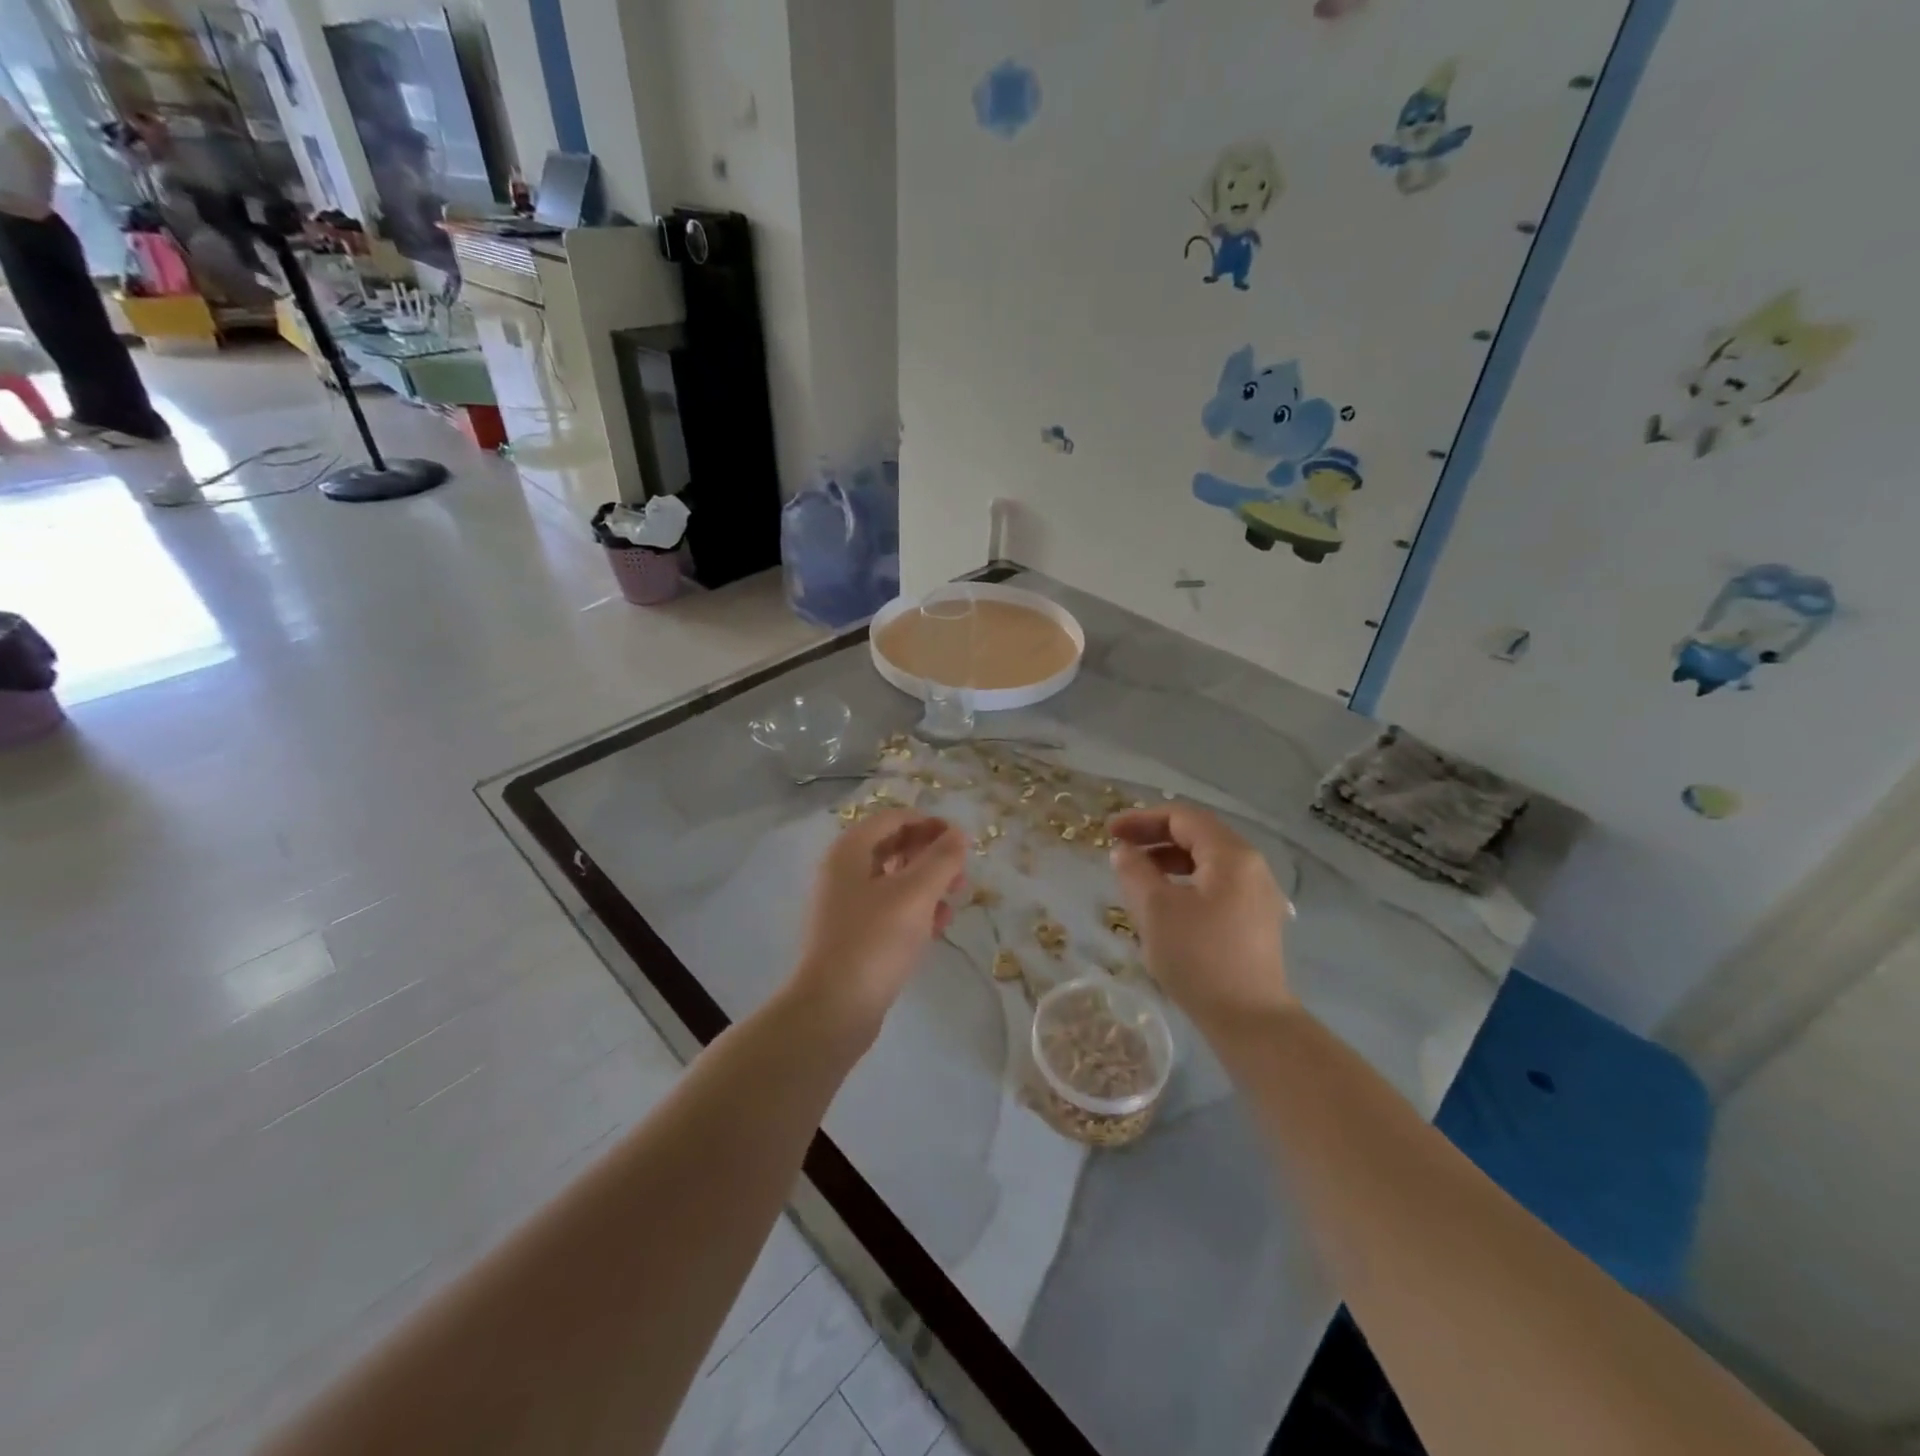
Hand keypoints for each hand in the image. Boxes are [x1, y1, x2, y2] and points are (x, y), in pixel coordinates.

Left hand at [790, 810, 967, 1031]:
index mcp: (849, 851)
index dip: (929, 824)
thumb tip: (958, 834)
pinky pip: (888, 910)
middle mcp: (842, 872)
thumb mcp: (915, 894)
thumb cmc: (874, 941)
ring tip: (952, 905)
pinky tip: (935, 929)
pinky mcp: (852, 935)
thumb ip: (941, 859)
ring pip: (894, 881)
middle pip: (893, 847)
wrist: (833, 1010)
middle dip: (930, 857)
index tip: (960, 841)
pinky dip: (913, 911)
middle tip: (961, 876)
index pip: (893, 819)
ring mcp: (845, 905)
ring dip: (927, 886)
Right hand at [1108, 804, 1294, 1027]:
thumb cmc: (1199, 958)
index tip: (1109, 832)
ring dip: (1168, 861)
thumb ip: (1135, 871)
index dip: (1142, 819)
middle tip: (1120, 850)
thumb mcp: (1155, 909)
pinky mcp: (1256, 920)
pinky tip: (1165, 903)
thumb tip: (1124, 851)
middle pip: (1198, 836)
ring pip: (1207, 862)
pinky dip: (1186, 882)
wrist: (1250, 1021)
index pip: (1183, 818)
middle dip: (1155, 838)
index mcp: (1231, 855)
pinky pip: (1216, 885)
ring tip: (1137, 875)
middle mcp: (1252, 866)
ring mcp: (1258, 895)